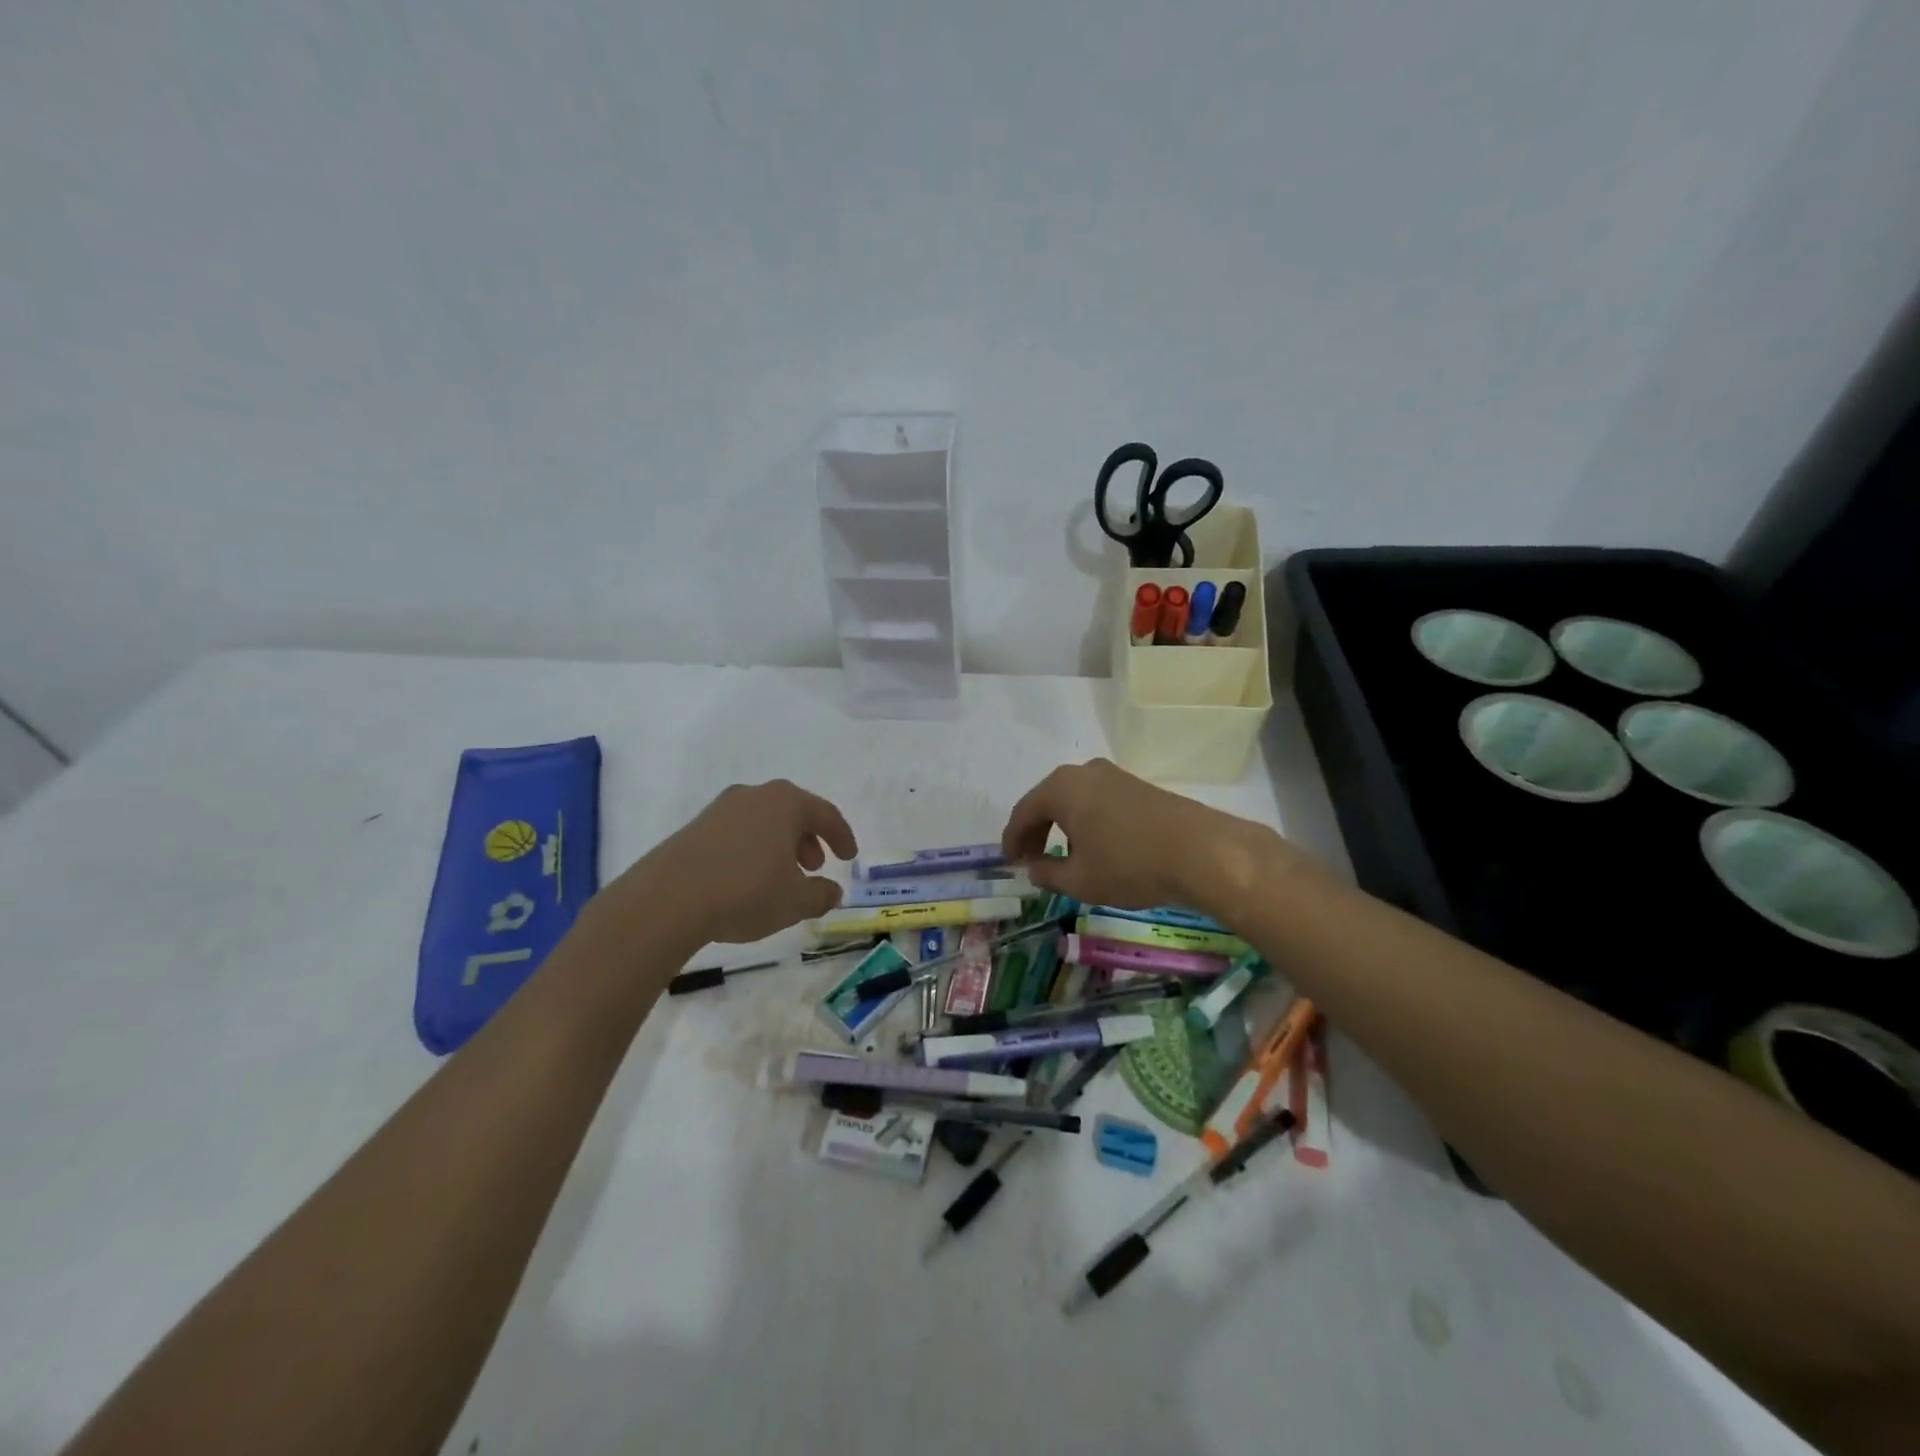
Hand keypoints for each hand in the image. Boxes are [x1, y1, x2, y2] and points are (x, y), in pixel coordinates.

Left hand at [608, 780, 857, 944]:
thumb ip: (820, 895)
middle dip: (808, 839)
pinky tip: (748, 880)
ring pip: (763, 822)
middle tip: (815, 866)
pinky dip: (752, 850)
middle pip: (792, 812)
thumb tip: (833, 892)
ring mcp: (720, 809)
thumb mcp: (794, 901)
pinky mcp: (695, 828)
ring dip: (779, 846)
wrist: (667, 900)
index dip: (841, 836)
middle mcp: (754, 796)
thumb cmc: (746, 891)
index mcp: (786, 802)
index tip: (849, 857)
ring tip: (782, 877)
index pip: (825, 813)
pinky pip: (737, 833)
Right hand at [1000, 759, 1289, 916]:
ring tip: (1061, 854)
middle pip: (1048, 800)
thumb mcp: (1080, 880)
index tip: (1010, 862)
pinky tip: (1094, 844)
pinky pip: (1098, 801)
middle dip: (1036, 830)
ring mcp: (1114, 775)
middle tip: (1030, 858)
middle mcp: (1084, 772)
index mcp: (1061, 788)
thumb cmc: (1129, 865)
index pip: (1023, 812)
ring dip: (1062, 825)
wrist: (1201, 852)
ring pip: (1075, 799)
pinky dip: (1086, 821)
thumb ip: (1048, 873)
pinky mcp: (1138, 786)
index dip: (1012, 839)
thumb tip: (1034, 868)